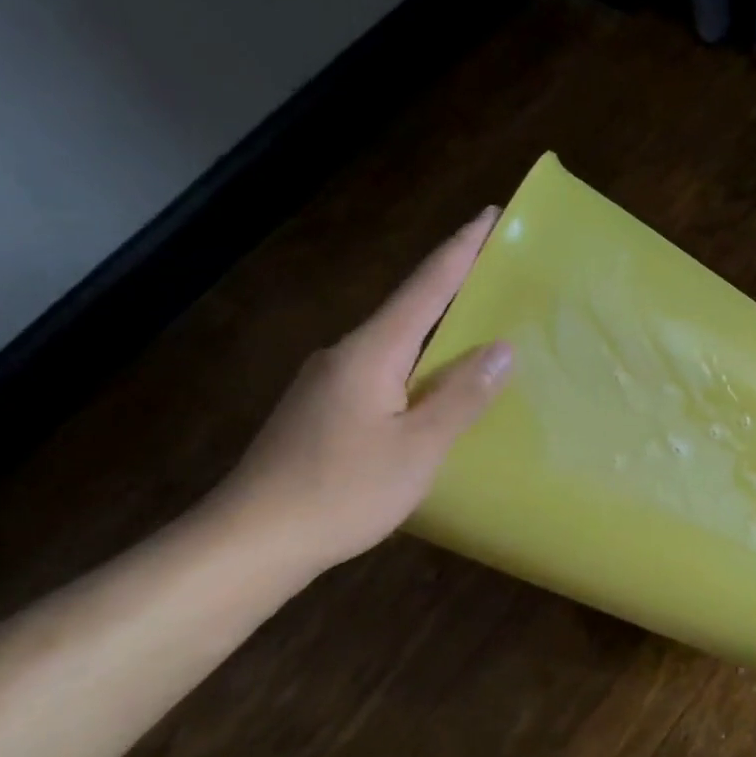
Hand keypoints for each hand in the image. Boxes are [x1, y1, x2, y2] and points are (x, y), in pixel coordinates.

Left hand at [203, 208, 511, 575]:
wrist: (253, 540)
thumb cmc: (342, 491)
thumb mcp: (418, 448)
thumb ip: (461, 396)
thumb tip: (502, 349)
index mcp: (370, 353)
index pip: (425, 288)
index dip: (460, 251)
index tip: (490, 216)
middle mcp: (345, 355)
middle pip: (409, 310)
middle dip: (454, 287)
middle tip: (498, 274)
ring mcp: (328, 382)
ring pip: (395, 346)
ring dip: (437, 333)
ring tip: (479, 334)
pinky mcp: (322, 410)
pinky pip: (382, 374)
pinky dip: (417, 368)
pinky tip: (434, 392)